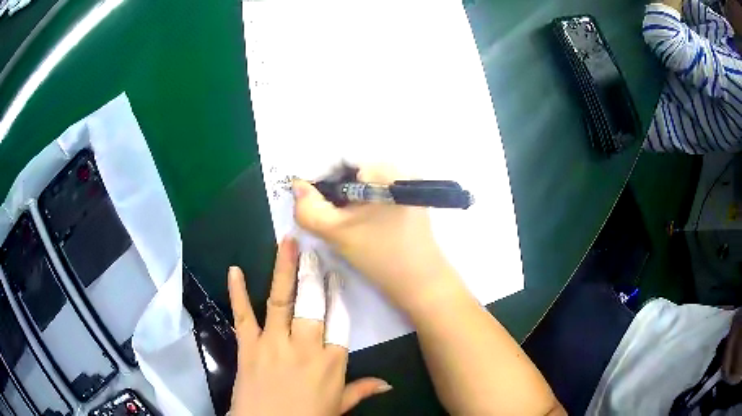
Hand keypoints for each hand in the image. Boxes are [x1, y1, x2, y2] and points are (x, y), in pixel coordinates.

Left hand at [228, 238, 390, 415]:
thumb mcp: (338, 407)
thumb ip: (361, 391)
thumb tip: (388, 384)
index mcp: (331, 362)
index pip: (339, 322)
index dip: (338, 297)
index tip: (337, 276)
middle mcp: (305, 346)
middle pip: (313, 305)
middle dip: (314, 276)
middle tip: (313, 252)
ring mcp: (274, 343)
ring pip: (281, 300)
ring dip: (284, 270)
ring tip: (286, 243)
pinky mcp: (249, 345)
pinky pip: (243, 315)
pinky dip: (237, 292)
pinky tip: (235, 270)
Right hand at [292, 166, 462, 315]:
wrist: (421, 281)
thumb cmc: (380, 255)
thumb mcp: (336, 232)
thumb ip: (308, 208)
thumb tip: (298, 185)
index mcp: (383, 168)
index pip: (339, 157)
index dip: (317, 175)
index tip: (307, 198)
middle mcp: (398, 166)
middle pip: (351, 166)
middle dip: (331, 185)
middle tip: (319, 208)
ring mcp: (406, 181)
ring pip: (362, 178)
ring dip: (344, 193)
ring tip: (335, 214)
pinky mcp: (408, 196)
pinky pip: (375, 187)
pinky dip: (359, 197)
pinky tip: (354, 216)